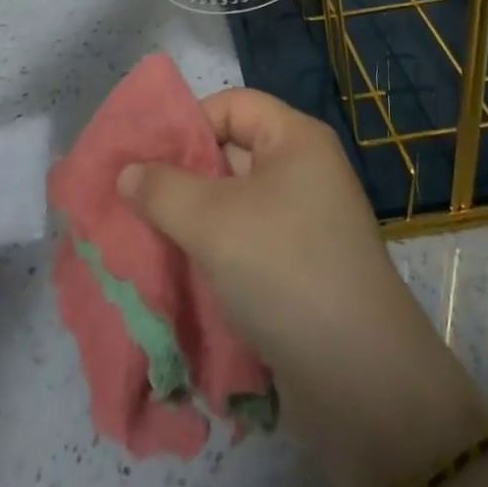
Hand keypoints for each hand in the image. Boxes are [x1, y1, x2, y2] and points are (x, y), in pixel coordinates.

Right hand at [118, 89, 487, 486]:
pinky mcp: (299, 266)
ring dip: (192, 219)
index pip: (231, 105)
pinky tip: (178, 271)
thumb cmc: (285, 271)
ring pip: (235, 203)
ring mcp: (304, 221)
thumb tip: (127, 171)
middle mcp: (304, 171)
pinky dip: (213, 251)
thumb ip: (162, 190)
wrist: (361, 381)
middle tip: (133, 199)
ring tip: (145, 236)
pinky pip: (246, 241)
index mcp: (296, 139)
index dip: (187, 123)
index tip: (143, 157)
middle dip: (182, 175)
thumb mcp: (213, 222)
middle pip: (231, 153)